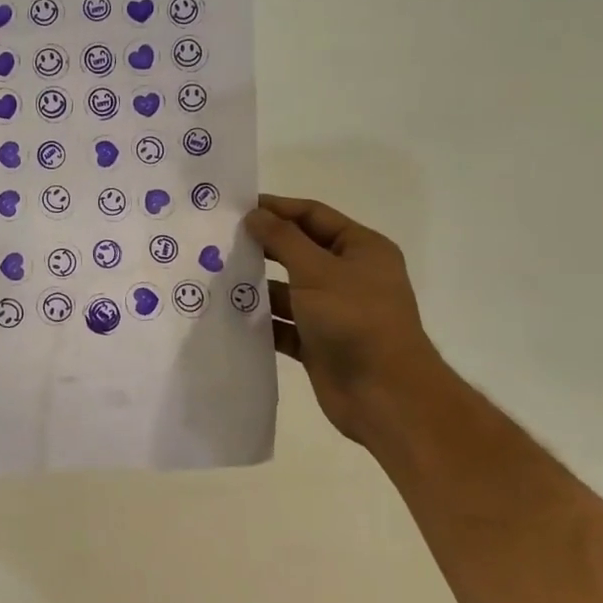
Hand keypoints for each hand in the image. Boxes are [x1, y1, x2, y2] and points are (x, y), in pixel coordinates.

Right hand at [243, 194, 446, 444]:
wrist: (385, 395)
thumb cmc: (355, 319)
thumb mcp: (317, 270)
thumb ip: (282, 239)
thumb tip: (254, 214)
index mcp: (361, 249)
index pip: (313, 216)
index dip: (277, 208)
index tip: (237, 207)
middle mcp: (349, 276)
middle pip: (299, 251)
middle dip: (264, 247)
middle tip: (221, 240)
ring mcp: (334, 311)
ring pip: (289, 290)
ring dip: (258, 285)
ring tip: (217, 277)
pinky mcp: (319, 343)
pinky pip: (284, 324)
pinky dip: (262, 321)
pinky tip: (230, 315)